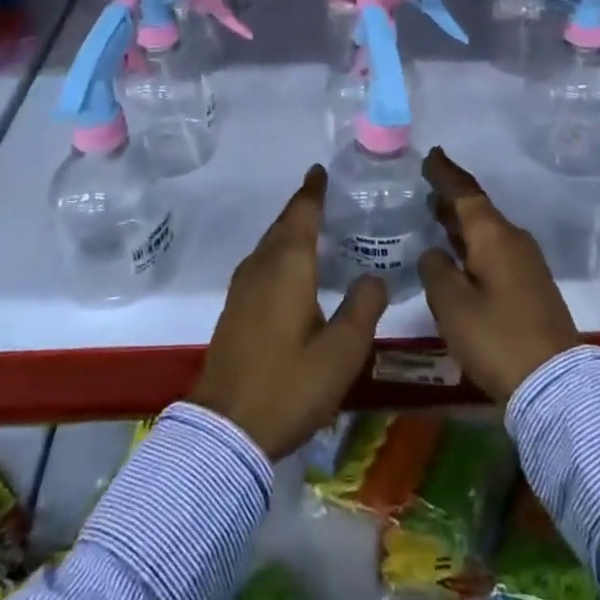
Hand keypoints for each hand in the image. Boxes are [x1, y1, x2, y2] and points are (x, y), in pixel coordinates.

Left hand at [188, 165, 387, 457]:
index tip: (320, 170)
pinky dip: (280, 253)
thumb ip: (363, 308)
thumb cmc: (289, 385)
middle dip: (303, 207)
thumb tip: (374, 276)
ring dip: (290, 230)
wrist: (225, 429)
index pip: (302, 213)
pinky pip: (262, 263)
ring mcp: (242, 287)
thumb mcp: (341, 353)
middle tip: (327, 196)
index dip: (313, 190)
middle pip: (283, 224)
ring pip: (270, 244)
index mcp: (288, 265)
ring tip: (316, 229)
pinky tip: (294, 271)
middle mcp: (261, 266)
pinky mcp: (235, 309)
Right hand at [418, 147, 581, 403]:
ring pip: (487, 231)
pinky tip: (459, 255)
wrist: (556, 383)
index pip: (465, 192)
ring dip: (462, 223)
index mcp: (493, 235)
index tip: (431, 154)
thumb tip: (435, 252)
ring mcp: (526, 263)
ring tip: (437, 216)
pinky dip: (473, 244)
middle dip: (452, 198)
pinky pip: (495, 250)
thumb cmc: (497, 337)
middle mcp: (512, 240)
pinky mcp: (530, 286)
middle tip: (428, 187)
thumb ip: (436, 269)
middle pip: (478, 210)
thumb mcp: (452, 304)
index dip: (445, 174)